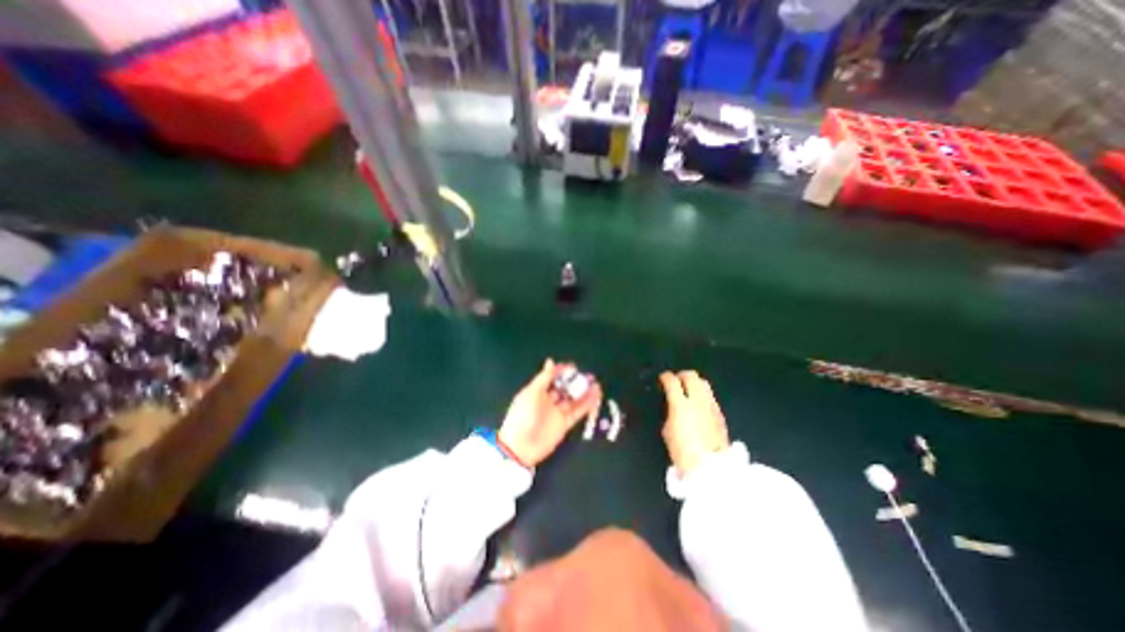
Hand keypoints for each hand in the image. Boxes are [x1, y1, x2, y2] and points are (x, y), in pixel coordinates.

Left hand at [499, 358, 601, 466]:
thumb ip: (544, 378)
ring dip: (584, 391)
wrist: (521, 447)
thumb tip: (551, 361)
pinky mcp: (564, 424)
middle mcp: (548, 400)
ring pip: (573, 399)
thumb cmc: (523, 415)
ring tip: (595, 383)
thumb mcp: (531, 393)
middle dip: (575, 381)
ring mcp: (557, 412)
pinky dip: (587, 404)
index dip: (562, 372)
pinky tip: (595, 396)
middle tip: (588, 375)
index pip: (552, 378)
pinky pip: (578, 411)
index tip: (573, 367)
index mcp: (537, 391)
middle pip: (564, 388)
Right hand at [661, 369, 730, 475]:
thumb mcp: (667, 431)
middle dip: (682, 375)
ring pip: (704, 383)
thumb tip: (673, 406)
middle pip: (691, 376)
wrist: (710, 467)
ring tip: (688, 388)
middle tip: (676, 380)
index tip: (662, 378)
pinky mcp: (720, 413)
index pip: (672, 382)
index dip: (665, 377)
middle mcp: (698, 400)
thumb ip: (670, 413)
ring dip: (694, 382)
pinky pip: (710, 396)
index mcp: (681, 405)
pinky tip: (698, 402)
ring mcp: (711, 406)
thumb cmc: (683, 451)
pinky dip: (702, 394)